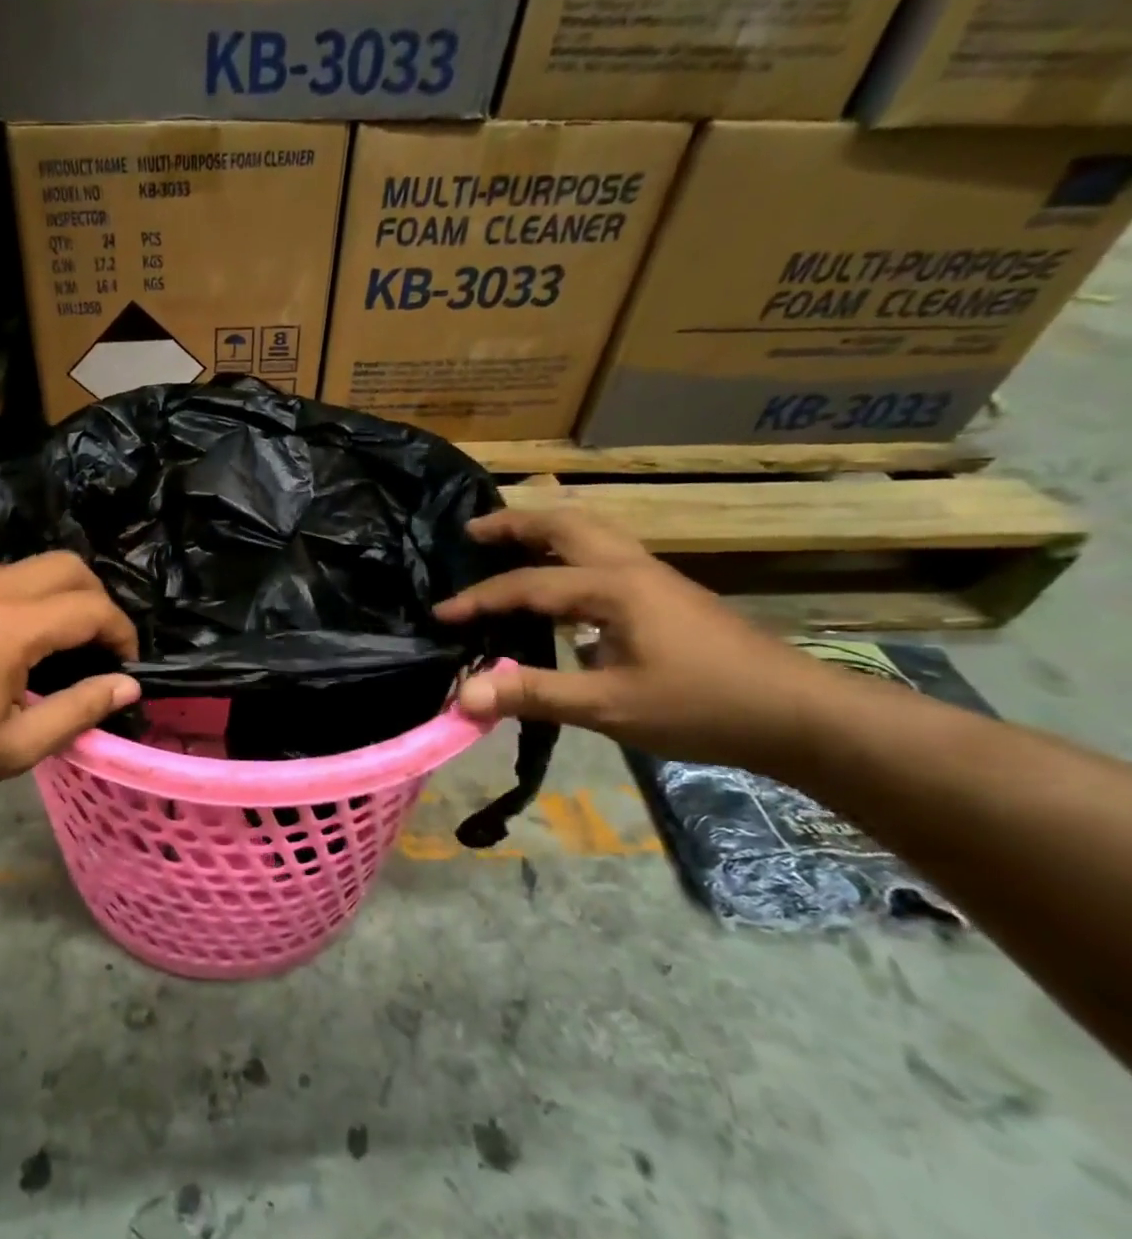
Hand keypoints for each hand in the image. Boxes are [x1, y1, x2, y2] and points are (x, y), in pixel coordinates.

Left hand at [0, 553, 140, 808]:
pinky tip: (8, 626)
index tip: (128, 667)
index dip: (122, 634)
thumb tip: (127, 685)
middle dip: (98, 601)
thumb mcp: (13, 747)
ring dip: (59, 591)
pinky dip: (19, 588)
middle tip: (101, 647)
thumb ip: (78, 710)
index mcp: (12, 627)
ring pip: (30, 563)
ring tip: (61, 638)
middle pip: (68, 566)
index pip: (92, 609)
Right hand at [435, 508, 835, 767]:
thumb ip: (534, 695)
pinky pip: (603, 555)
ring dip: (543, 532)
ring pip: (589, 533)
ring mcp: (653, 577)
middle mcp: (630, 567)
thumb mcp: (610, 707)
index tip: (439, 614)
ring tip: (507, 545)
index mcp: (612, 587)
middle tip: (471, 533)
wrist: (799, 714)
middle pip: (564, 524)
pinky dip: (567, 554)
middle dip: (514, 523)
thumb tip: (464, 694)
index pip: (526, 584)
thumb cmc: (703, 706)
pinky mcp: (667, 594)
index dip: (478, 600)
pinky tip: (560, 588)